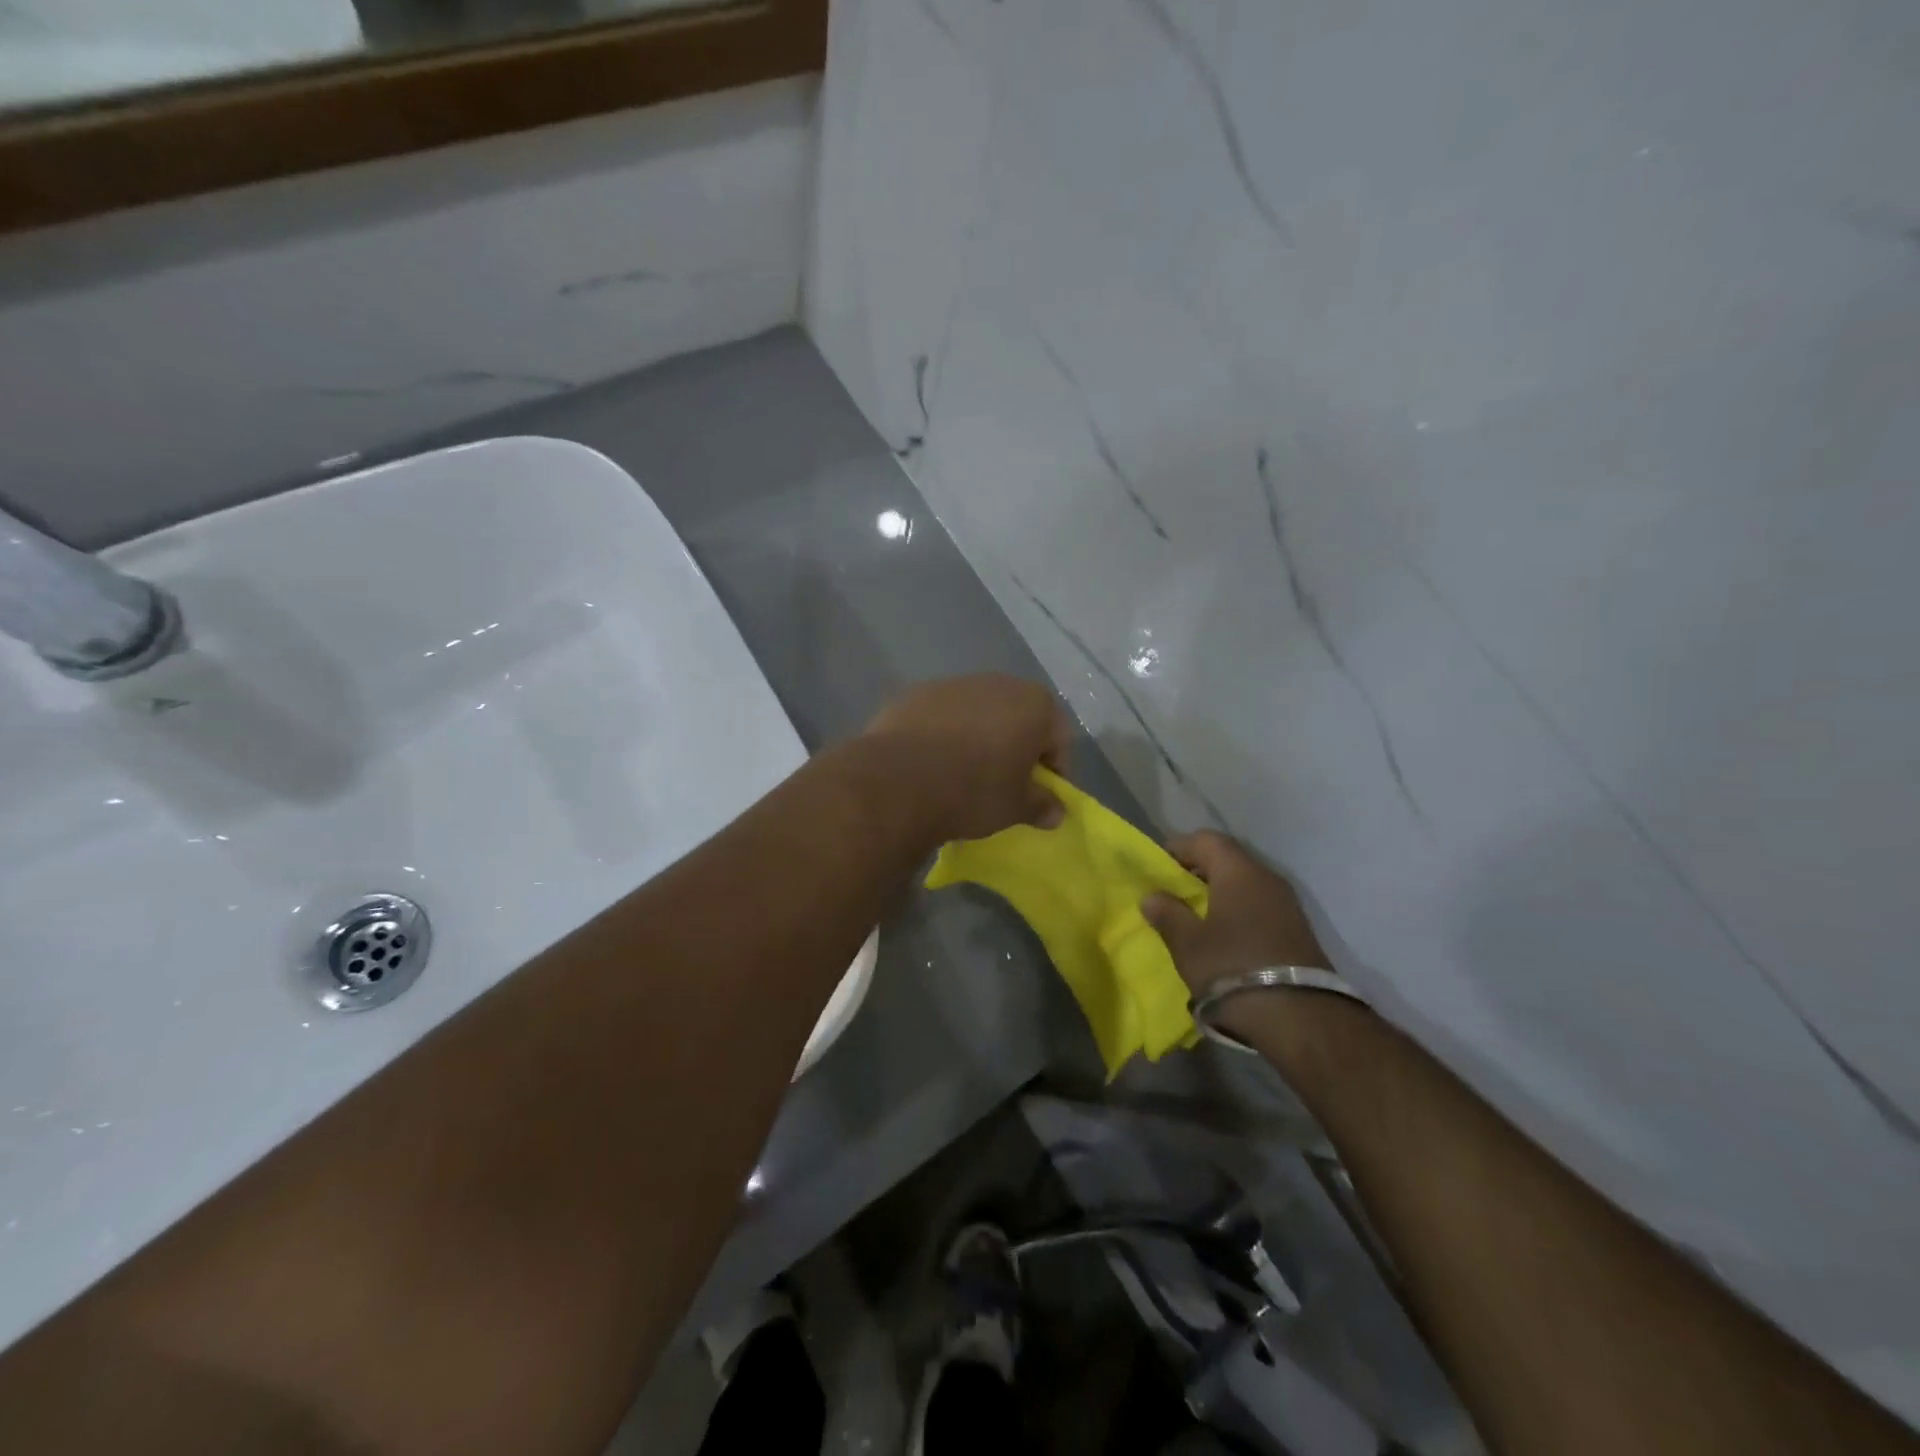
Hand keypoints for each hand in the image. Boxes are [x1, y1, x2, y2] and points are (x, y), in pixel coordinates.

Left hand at [861, 674, 1071, 843]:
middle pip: (1017, 718)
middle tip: (1003, 784)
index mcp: (1034, 704)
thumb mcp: (1016, 808)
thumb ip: (1041, 806)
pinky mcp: (915, 693)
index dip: (1053, 771)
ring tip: (962, 774)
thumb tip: (1055, 812)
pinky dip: (942, 734)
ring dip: (977, 738)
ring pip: (977, 714)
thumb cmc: (975, 790)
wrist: (900, 779)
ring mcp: (953, 683)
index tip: (1039, 797)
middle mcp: (998, 682)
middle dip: (1014, 748)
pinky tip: (930, 763)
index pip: (1058, 739)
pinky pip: (941, 716)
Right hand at [1143, 830, 1329, 997]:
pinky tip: (1223, 934)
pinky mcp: (1296, 929)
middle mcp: (1266, 877)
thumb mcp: (1187, 943)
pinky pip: (1258, 904)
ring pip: (1244, 882)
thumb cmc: (1232, 967)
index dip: (1178, 848)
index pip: (1205, 840)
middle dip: (1197, 870)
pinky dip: (1237, 909)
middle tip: (1172, 892)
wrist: (1299, 1018)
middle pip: (1227, 858)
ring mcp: (1286, 903)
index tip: (1157, 869)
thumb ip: (1167, 913)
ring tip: (1194, 916)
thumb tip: (1152, 896)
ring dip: (1218, 892)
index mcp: (1238, 871)